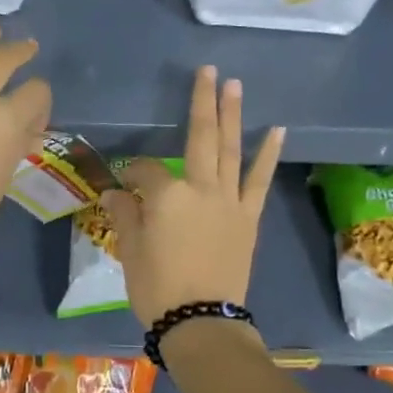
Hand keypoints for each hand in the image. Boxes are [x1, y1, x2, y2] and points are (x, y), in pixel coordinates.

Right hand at [102, 66, 284, 326]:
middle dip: (201, 103)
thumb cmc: (156, 287)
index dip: (133, 173)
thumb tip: (116, 193)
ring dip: (232, 115)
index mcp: (165, 195)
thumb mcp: (130, 250)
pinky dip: (267, 154)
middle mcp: (200, 187)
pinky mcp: (247, 217)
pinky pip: (258, 180)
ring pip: (230, 150)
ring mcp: (228, 200)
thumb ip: (125, 215)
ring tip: (234, 85)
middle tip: (207, 71)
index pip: (145, 170)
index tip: (124, 184)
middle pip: (199, 138)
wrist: (201, 320)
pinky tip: (276, 131)